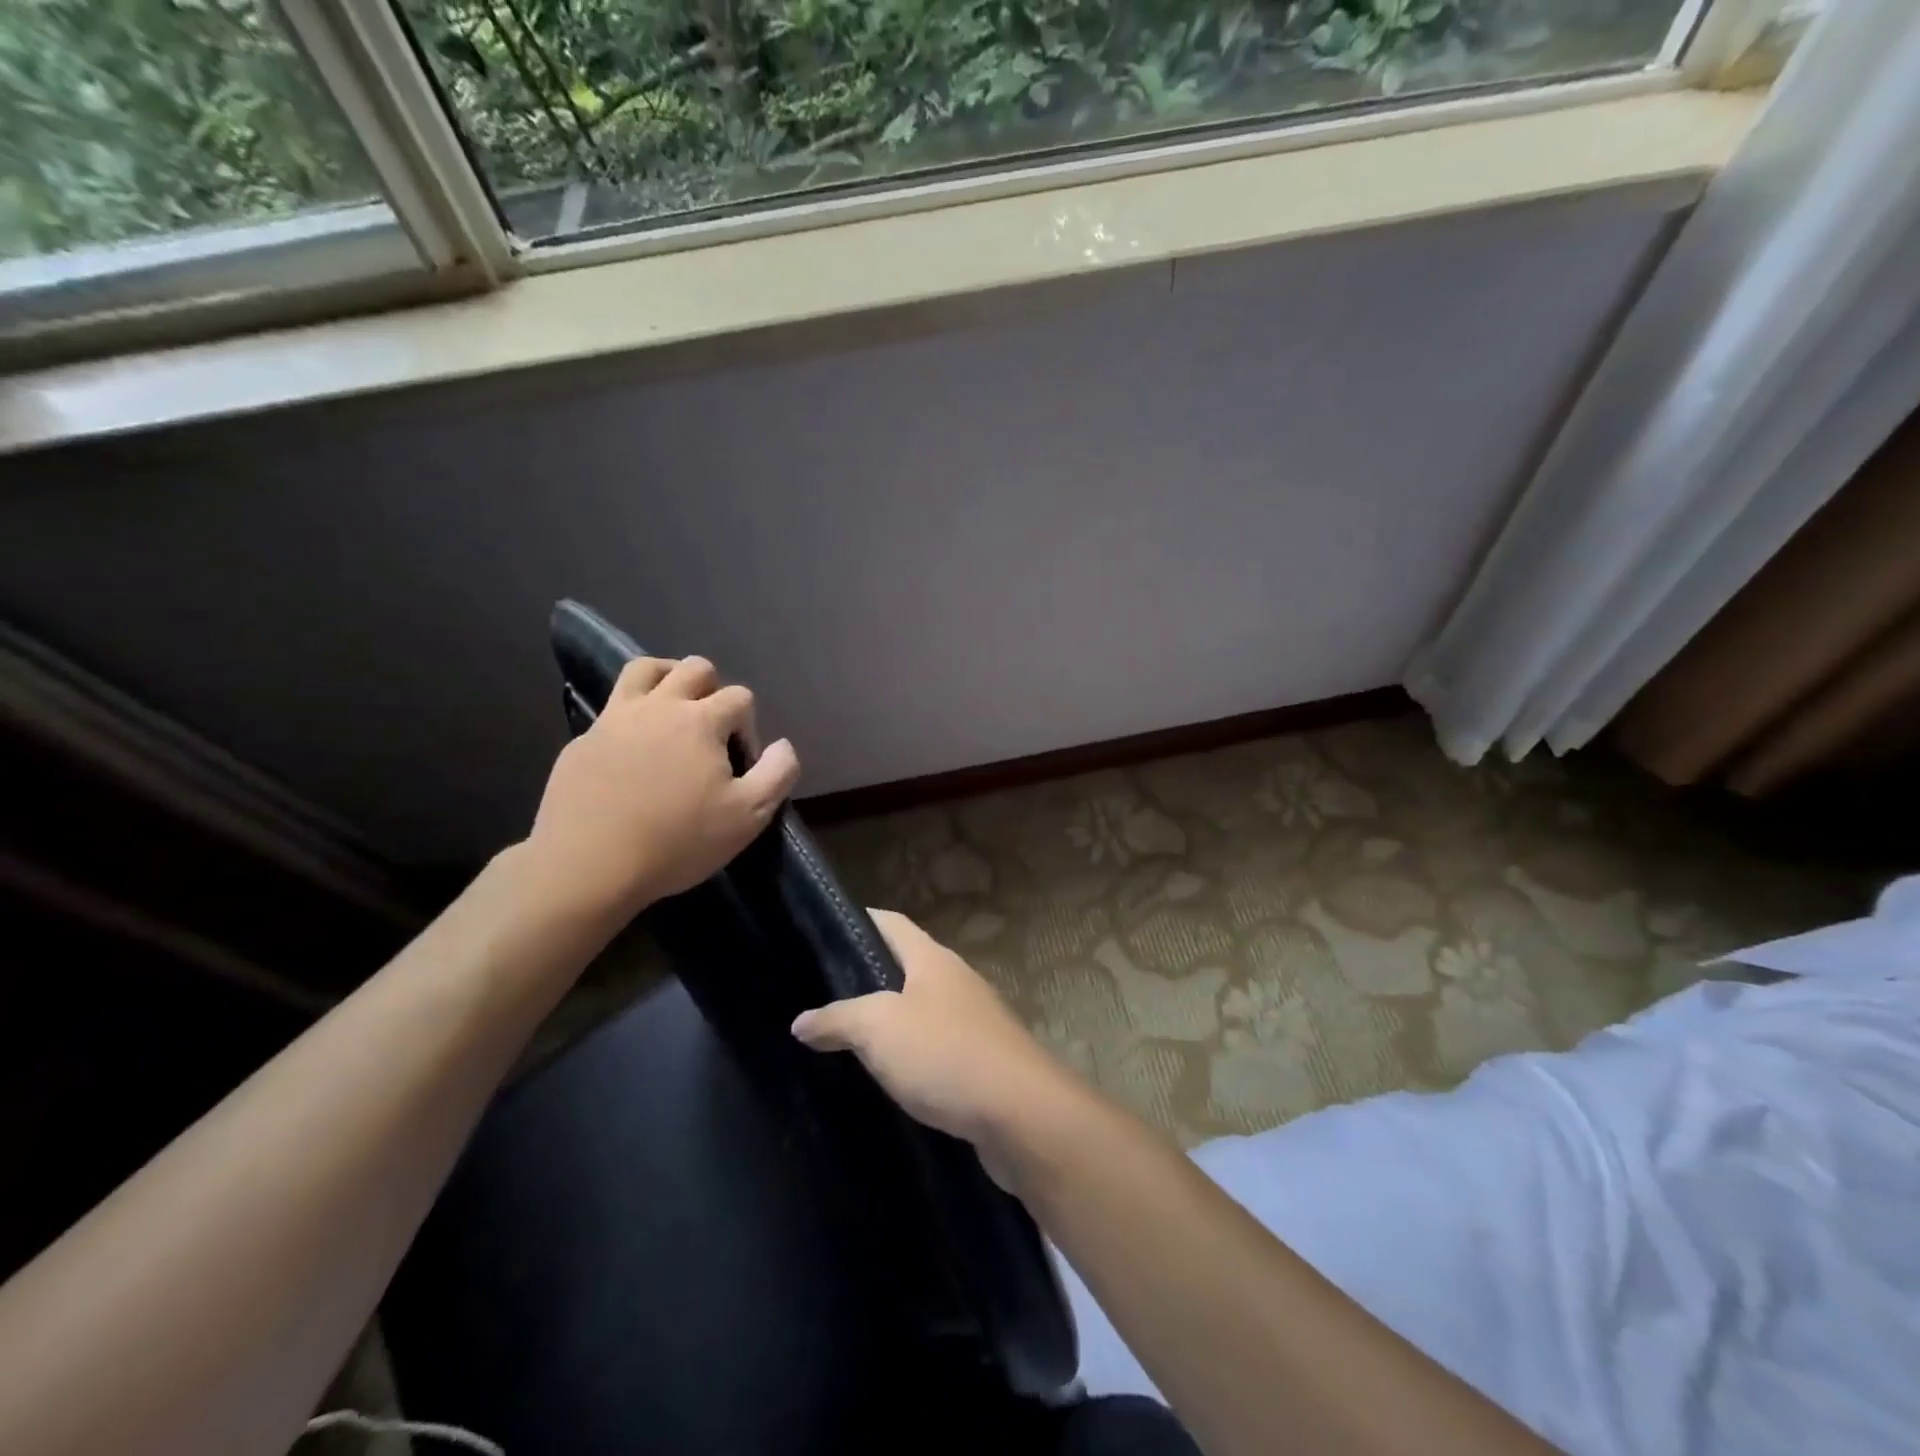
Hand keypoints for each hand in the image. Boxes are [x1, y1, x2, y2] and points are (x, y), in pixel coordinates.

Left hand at [523, 655, 799, 921]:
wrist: (588, 865)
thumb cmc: (677, 842)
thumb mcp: (748, 816)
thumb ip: (777, 773)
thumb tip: (782, 745)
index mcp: (701, 721)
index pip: (740, 697)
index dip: (748, 726)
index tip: (740, 763)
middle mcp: (659, 706)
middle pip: (695, 668)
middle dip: (713, 690)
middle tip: (711, 731)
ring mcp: (615, 718)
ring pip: (645, 669)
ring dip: (668, 679)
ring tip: (674, 710)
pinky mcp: (583, 739)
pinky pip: (613, 708)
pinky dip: (631, 716)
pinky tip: (632, 751)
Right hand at [791, 910, 1081, 1172]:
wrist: (1021, 1115)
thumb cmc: (946, 1054)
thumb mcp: (879, 1028)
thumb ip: (838, 1019)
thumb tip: (801, 1021)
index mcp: (933, 960)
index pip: (891, 923)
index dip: (859, 920)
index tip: (823, 930)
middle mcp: (956, 982)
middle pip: (905, 968)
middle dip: (866, 978)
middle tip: (820, 995)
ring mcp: (973, 1023)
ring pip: (919, 1012)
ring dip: (887, 1024)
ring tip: (843, 1040)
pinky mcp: (982, 1063)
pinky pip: (935, 1051)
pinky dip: (909, 1059)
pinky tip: (885, 1080)